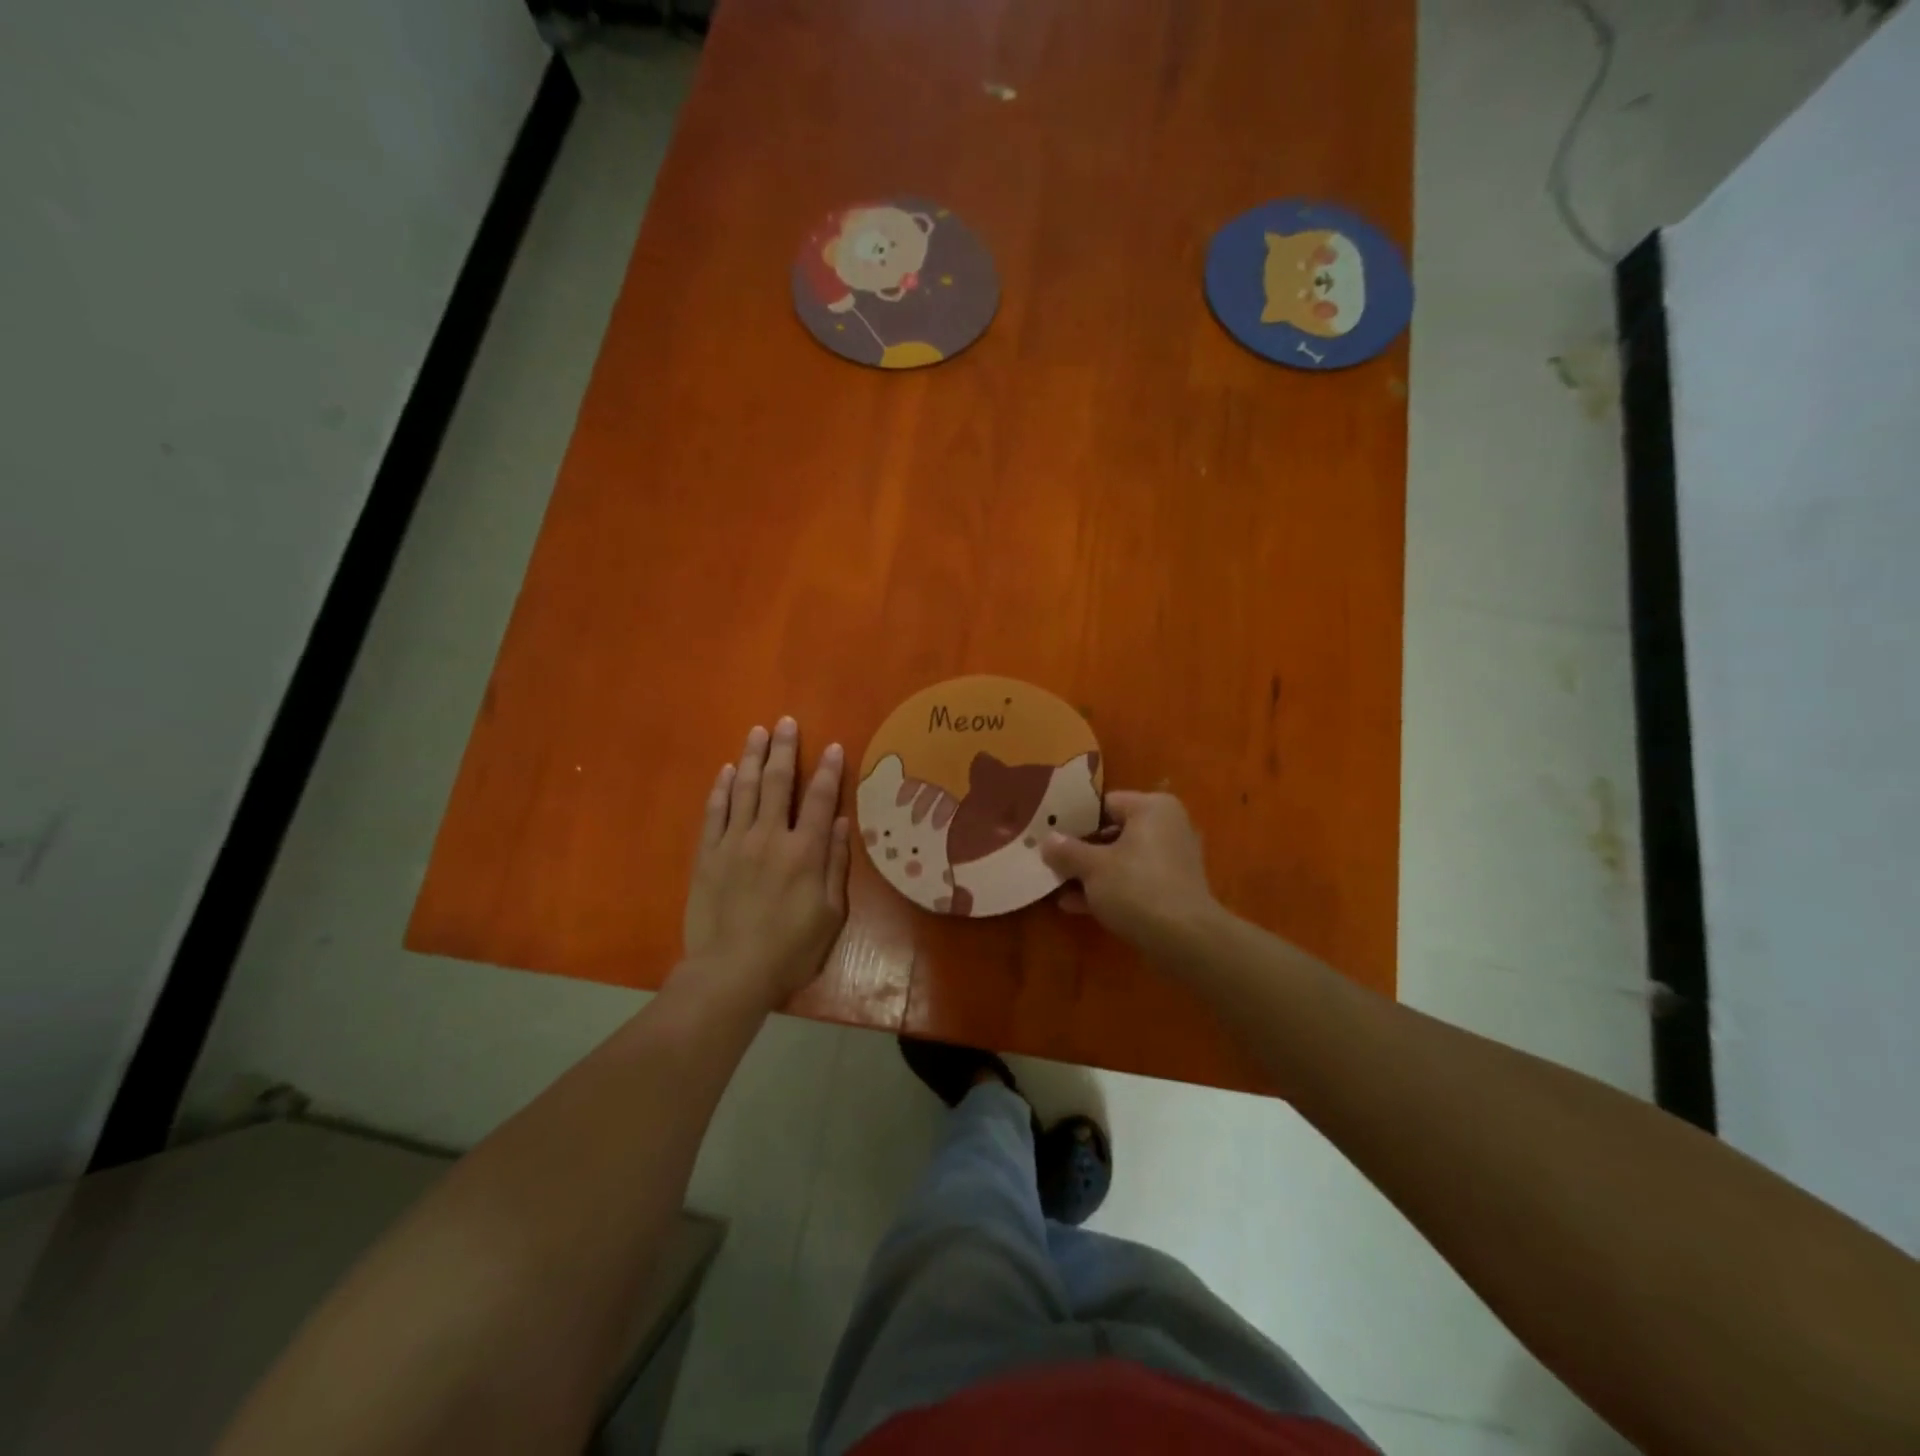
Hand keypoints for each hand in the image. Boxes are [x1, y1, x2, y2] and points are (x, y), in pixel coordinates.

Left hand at [681, 717, 851, 1007]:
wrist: (731, 973)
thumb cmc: (791, 949)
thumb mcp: (830, 914)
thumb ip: (835, 864)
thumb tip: (840, 822)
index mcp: (804, 851)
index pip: (819, 799)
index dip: (827, 770)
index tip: (830, 745)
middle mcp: (769, 837)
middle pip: (777, 782)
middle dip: (783, 749)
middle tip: (785, 721)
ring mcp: (734, 843)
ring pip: (743, 789)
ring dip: (751, 757)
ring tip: (756, 732)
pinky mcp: (707, 855)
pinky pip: (714, 812)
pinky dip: (720, 788)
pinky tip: (725, 770)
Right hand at [1041, 791, 1222, 960]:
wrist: (1185, 940)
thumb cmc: (1137, 888)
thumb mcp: (1092, 867)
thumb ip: (1066, 851)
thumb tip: (1047, 841)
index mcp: (1152, 808)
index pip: (1104, 804)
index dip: (1074, 819)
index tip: (1049, 835)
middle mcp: (1167, 827)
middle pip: (1112, 833)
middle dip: (1080, 850)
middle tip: (1050, 861)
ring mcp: (1172, 860)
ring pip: (1121, 860)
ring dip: (1090, 873)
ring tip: (1057, 886)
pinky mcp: (1172, 890)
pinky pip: (1133, 881)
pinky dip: (1108, 890)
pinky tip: (1075, 906)